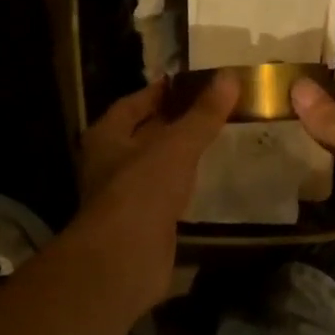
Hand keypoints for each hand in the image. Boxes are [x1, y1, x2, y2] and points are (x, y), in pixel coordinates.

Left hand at [68, 72, 238, 314]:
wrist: (126, 258)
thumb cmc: (143, 190)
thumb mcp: (177, 146)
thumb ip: (202, 115)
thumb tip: (229, 77)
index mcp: (106, 137)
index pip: (131, 105)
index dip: (158, 92)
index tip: (187, 84)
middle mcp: (108, 164)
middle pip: (141, 136)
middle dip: (170, 123)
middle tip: (208, 110)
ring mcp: (123, 197)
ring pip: (153, 167)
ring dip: (176, 156)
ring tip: (211, 141)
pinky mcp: (141, 224)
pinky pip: (162, 196)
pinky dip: (181, 186)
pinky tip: (203, 181)